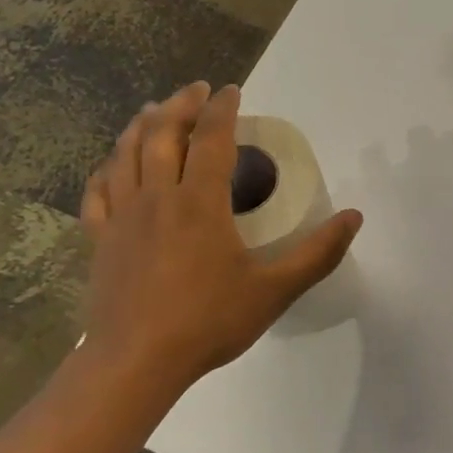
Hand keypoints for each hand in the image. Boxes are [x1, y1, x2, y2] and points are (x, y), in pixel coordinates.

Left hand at [79, 83, 361, 395]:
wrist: (136, 362)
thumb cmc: (209, 322)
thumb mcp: (275, 290)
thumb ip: (318, 253)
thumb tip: (354, 217)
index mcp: (201, 202)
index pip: (212, 138)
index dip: (223, 109)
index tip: (231, 90)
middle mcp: (158, 197)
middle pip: (162, 134)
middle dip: (181, 105)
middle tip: (196, 91)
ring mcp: (123, 217)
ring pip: (126, 154)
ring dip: (141, 125)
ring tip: (153, 110)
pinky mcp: (100, 240)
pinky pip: (98, 191)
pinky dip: (106, 169)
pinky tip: (111, 165)